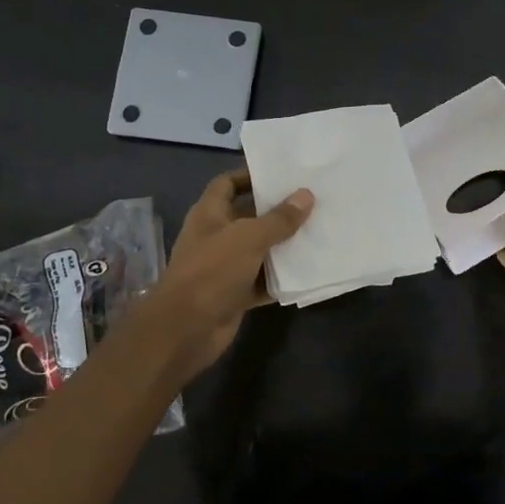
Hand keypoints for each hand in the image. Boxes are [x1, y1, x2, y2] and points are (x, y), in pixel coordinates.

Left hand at [146, 169, 312, 377]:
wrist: (186, 329)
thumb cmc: (212, 271)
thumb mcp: (249, 238)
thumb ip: (279, 218)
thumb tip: (306, 195)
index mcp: (209, 214)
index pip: (227, 184)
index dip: (250, 176)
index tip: (281, 174)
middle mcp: (216, 237)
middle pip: (249, 216)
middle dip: (277, 210)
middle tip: (312, 200)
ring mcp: (225, 267)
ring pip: (259, 250)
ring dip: (284, 245)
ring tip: (318, 230)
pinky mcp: (235, 294)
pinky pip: (263, 280)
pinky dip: (281, 277)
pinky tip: (308, 269)